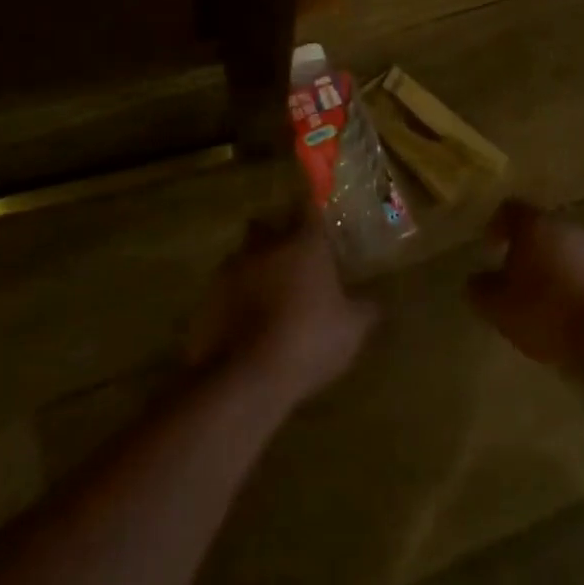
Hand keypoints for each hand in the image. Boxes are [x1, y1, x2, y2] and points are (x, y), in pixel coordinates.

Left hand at [186, 216, 378, 409]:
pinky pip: (224, 289)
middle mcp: (265, 246)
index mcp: (303, 243)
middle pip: (266, 225)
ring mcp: (231, 270)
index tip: (316, 217)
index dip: (311, 210)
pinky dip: (234, 299)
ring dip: (253, 268)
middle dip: (275, 235)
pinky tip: (245, 324)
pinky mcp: (208, 298)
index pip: (307, 207)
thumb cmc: (308, 341)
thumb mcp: (351, 331)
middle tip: (290, 258)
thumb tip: (376, 302)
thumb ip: (365, 310)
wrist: (244, 377)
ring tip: (266, 295)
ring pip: (242, 255)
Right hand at [468, 200, 583, 364]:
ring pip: (567, 248)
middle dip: (527, 249)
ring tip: (546, 298)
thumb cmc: (546, 313)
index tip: (491, 248)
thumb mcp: (499, 308)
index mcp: (535, 226)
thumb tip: (474, 280)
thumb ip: (480, 290)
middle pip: (541, 228)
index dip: (497, 225)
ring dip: (554, 265)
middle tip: (516, 278)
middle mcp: (567, 227)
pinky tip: (573, 309)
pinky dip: (577, 281)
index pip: (510, 208)